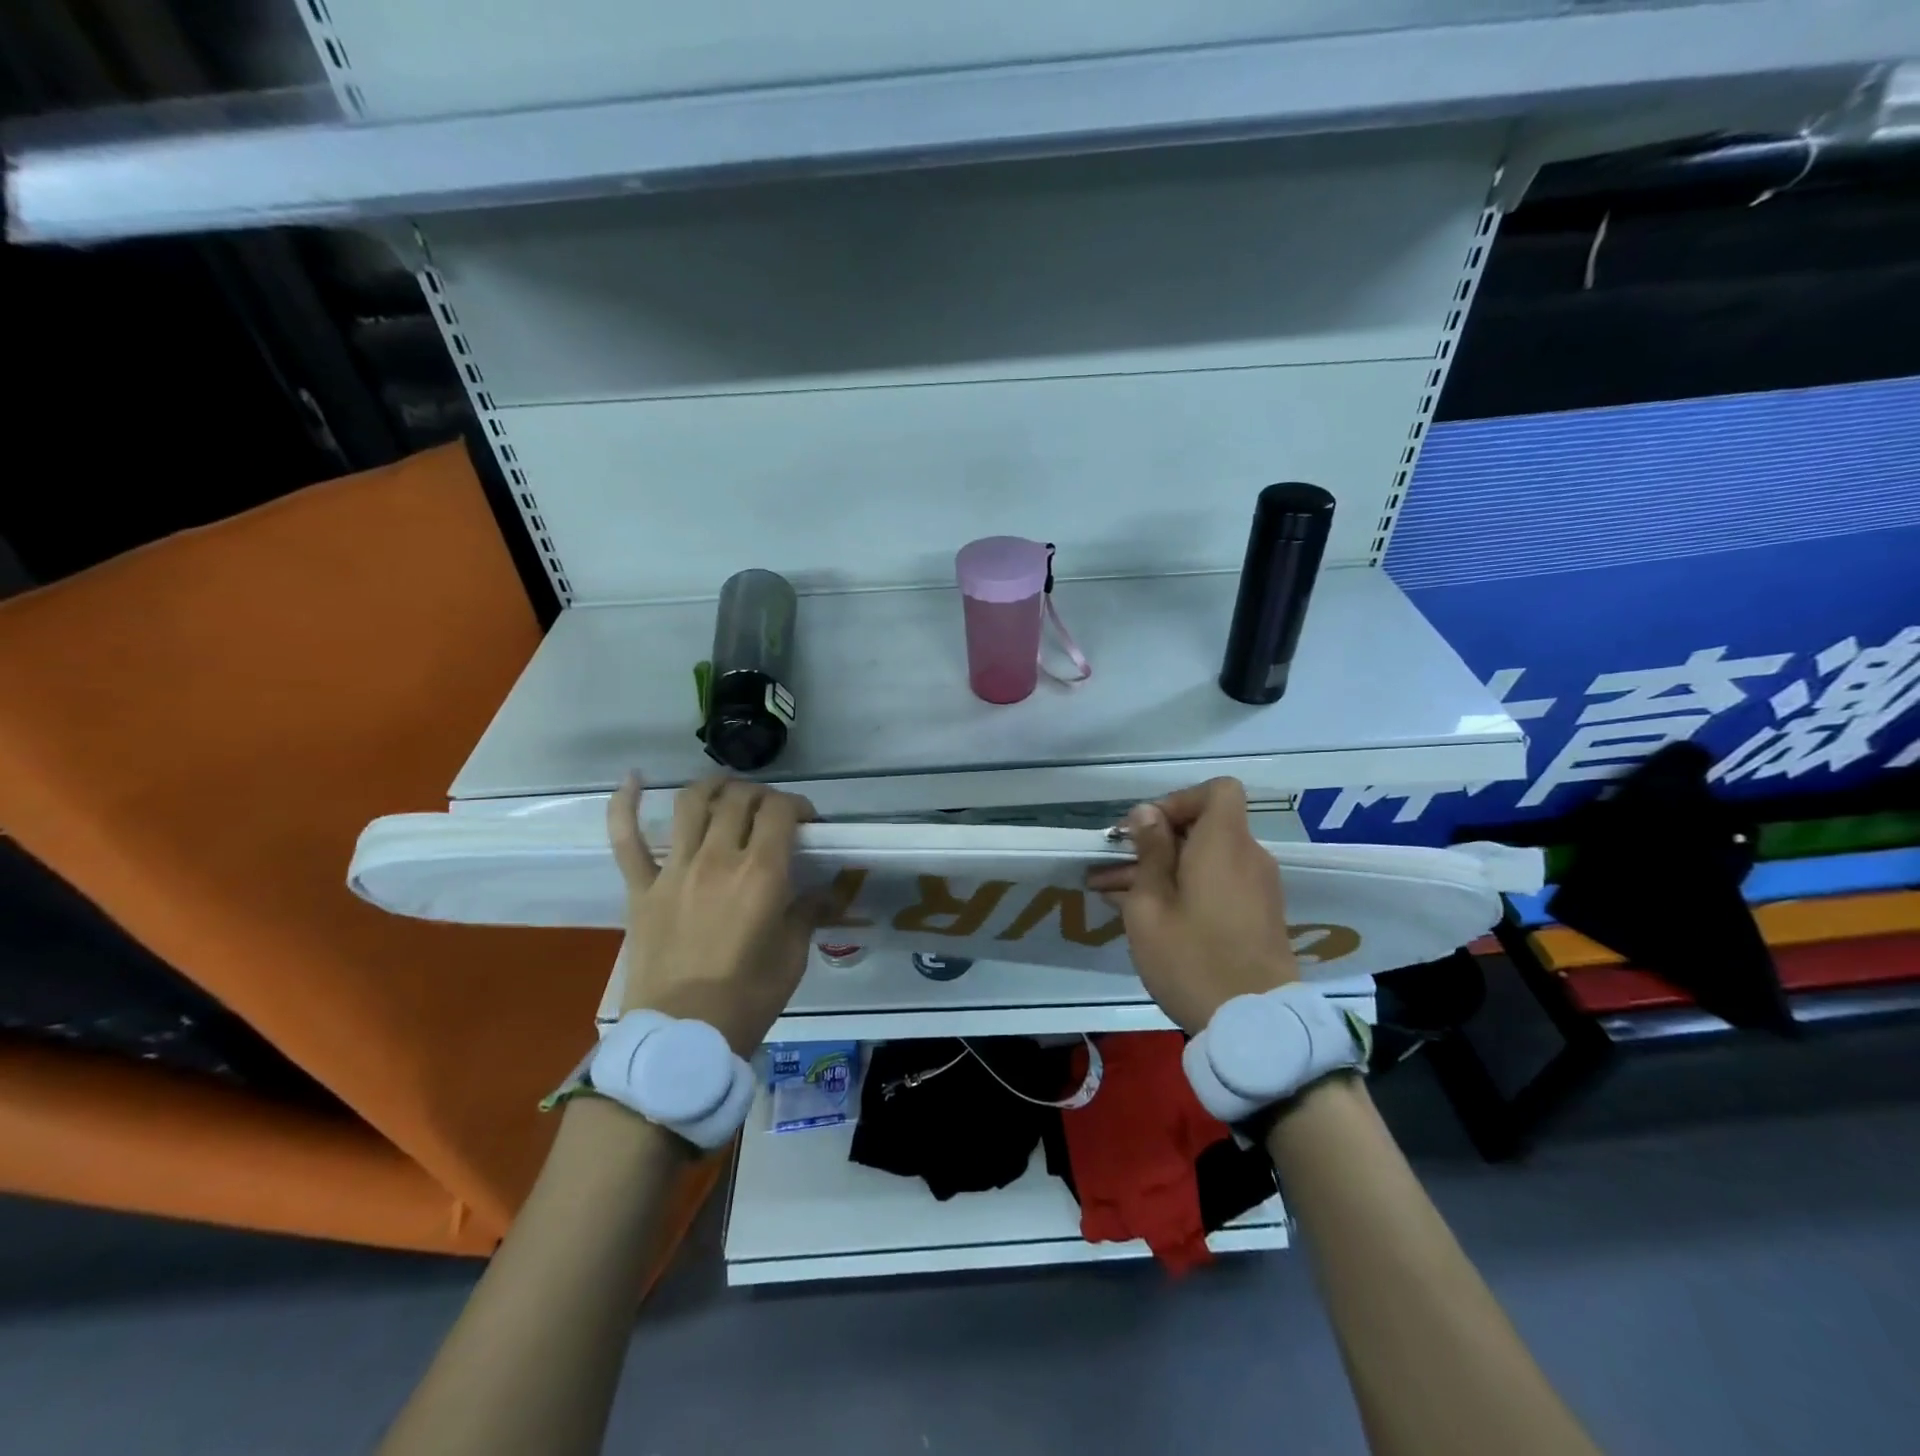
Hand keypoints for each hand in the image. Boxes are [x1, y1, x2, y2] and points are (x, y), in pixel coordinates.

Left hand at [608, 773, 816, 1055]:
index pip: (780, 811)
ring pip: (691, 803)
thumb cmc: (747, 999)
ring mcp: (674, 870)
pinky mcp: (642, 888)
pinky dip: (624, 805)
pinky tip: (633, 780)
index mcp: (761, 874)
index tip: (807, 821)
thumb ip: (809, 912)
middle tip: (770, 813)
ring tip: (725, 791)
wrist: (681, 1038)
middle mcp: (717, 859)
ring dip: (713, 787)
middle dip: (761, 795)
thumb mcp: (792, 956)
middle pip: (740, 799)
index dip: (798, 805)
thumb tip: (827, 890)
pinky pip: (626, 839)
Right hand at [1086, 777, 1298, 1033]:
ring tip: (1111, 894)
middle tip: (1109, 866)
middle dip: (1154, 842)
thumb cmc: (1192, 958)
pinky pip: (1217, 884)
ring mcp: (1258, 889)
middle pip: (1203, 828)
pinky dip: (1184, 889)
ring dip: (1161, 870)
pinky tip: (1145, 915)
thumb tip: (1147, 813)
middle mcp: (1248, 857)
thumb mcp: (1151, 905)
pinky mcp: (1258, 916)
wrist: (1256, 1026)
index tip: (1145, 830)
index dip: (1179, 800)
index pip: (1218, 790)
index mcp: (1224, 844)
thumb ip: (1149, 852)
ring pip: (1204, 861)